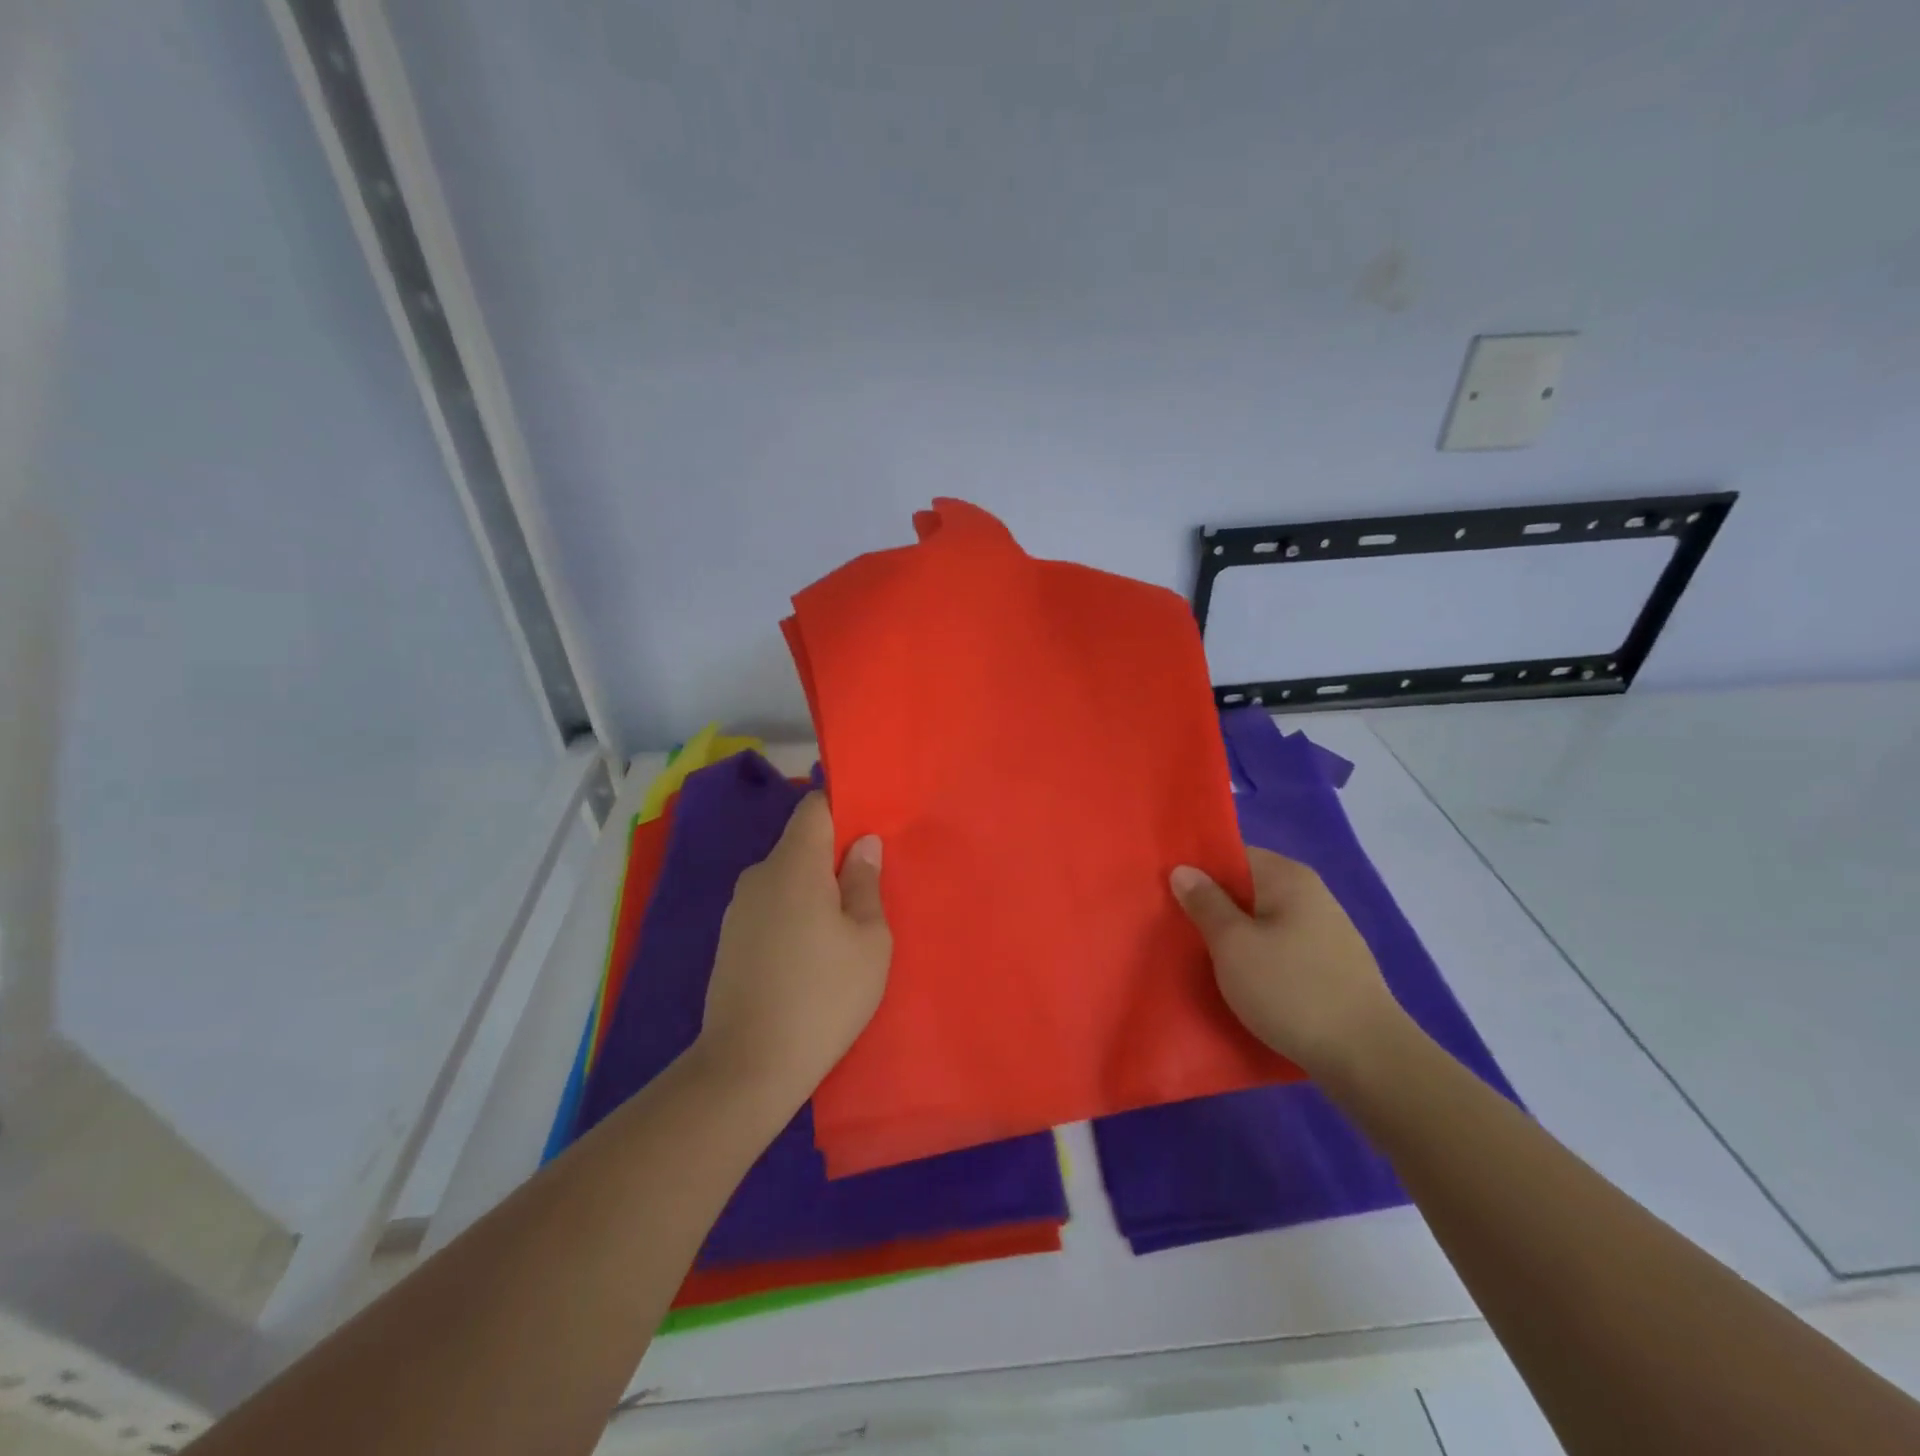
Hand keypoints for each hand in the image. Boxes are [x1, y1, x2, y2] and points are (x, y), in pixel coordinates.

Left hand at [694, 793, 890, 1112]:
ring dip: (815, 889)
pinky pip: (771, 906)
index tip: (871, 828)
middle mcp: (759, 876)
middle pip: (801, 844)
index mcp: (793, 865)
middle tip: (870, 886)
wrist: (747, 1067)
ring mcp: (738, 909)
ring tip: (845, 927)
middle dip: (834, 856)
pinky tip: (812, 953)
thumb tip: (863, 844)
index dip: (844, 808)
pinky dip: (795, 914)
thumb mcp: (869, 941)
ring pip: (786, 878)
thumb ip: (866, 883)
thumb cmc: (823, 996)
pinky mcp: (730, 940)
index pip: (814, 808)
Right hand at [1172, 847, 1402, 1079]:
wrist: (1367, 1058)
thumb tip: (1184, 869)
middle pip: (1248, 889)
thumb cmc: (1291, 990)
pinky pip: (1281, 950)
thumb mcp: (1233, 945)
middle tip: (1175, 928)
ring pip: (1264, 923)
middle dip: (1213, 907)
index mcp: (1288, 878)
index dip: (1198, 871)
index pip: (1233, 856)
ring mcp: (1326, 932)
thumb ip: (1205, 903)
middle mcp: (1311, 895)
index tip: (1167, 893)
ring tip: (1201, 959)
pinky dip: (1258, 959)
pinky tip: (1242, 983)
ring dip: (1235, 937)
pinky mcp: (1332, 967)